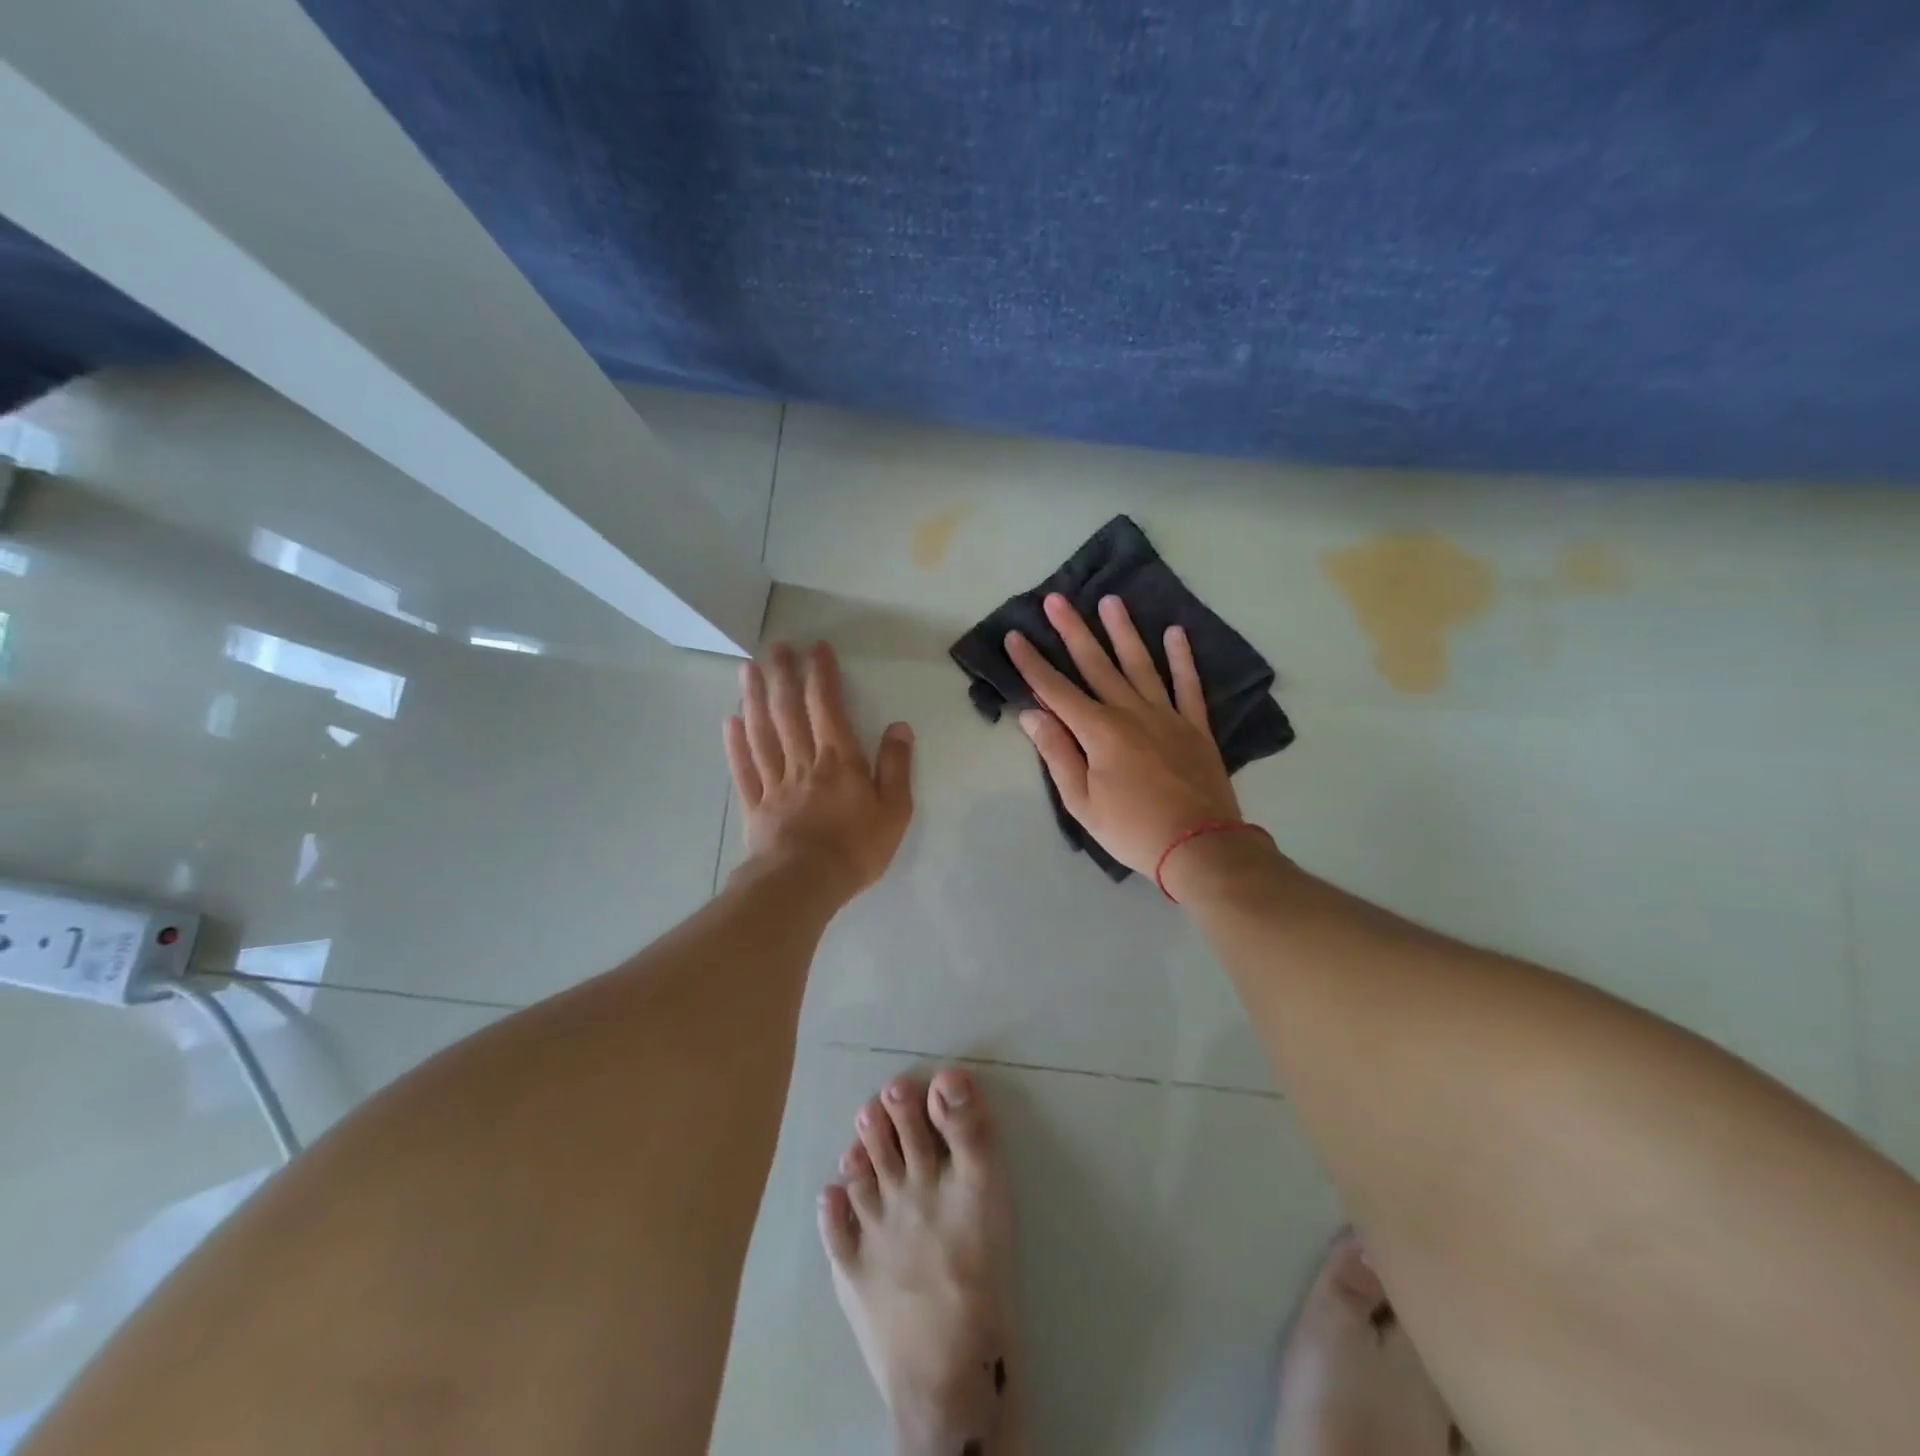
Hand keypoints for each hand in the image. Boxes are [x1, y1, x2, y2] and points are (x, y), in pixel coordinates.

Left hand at [724, 642, 914, 898]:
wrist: (805, 884)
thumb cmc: (856, 848)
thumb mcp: (894, 809)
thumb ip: (895, 766)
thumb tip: (899, 726)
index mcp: (838, 759)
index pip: (827, 706)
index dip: (821, 675)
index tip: (816, 648)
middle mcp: (803, 762)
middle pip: (789, 711)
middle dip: (783, 676)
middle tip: (776, 647)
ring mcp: (774, 782)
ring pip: (762, 732)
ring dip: (755, 698)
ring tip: (748, 669)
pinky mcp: (755, 805)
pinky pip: (743, 768)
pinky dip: (735, 743)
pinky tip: (729, 721)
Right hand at [1006, 593, 1240, 876]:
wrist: (1199, 846)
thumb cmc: (1131, 829)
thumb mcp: (1082, 802)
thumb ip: (1058, 753)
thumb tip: (1032, 714)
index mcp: (1099, 731)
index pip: (1056, 690)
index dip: (1032, 663)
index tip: (1014, 636)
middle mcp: (1131, 712)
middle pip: (1096, 665)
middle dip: (1072, 631)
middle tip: (1056, 599)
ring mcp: (1167, 715)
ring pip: (1141, 664)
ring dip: (1123, 631)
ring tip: (1110, 601)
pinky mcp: (1195, 726)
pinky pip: (1188, 685)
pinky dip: (1182, 659)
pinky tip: (1175, 633)